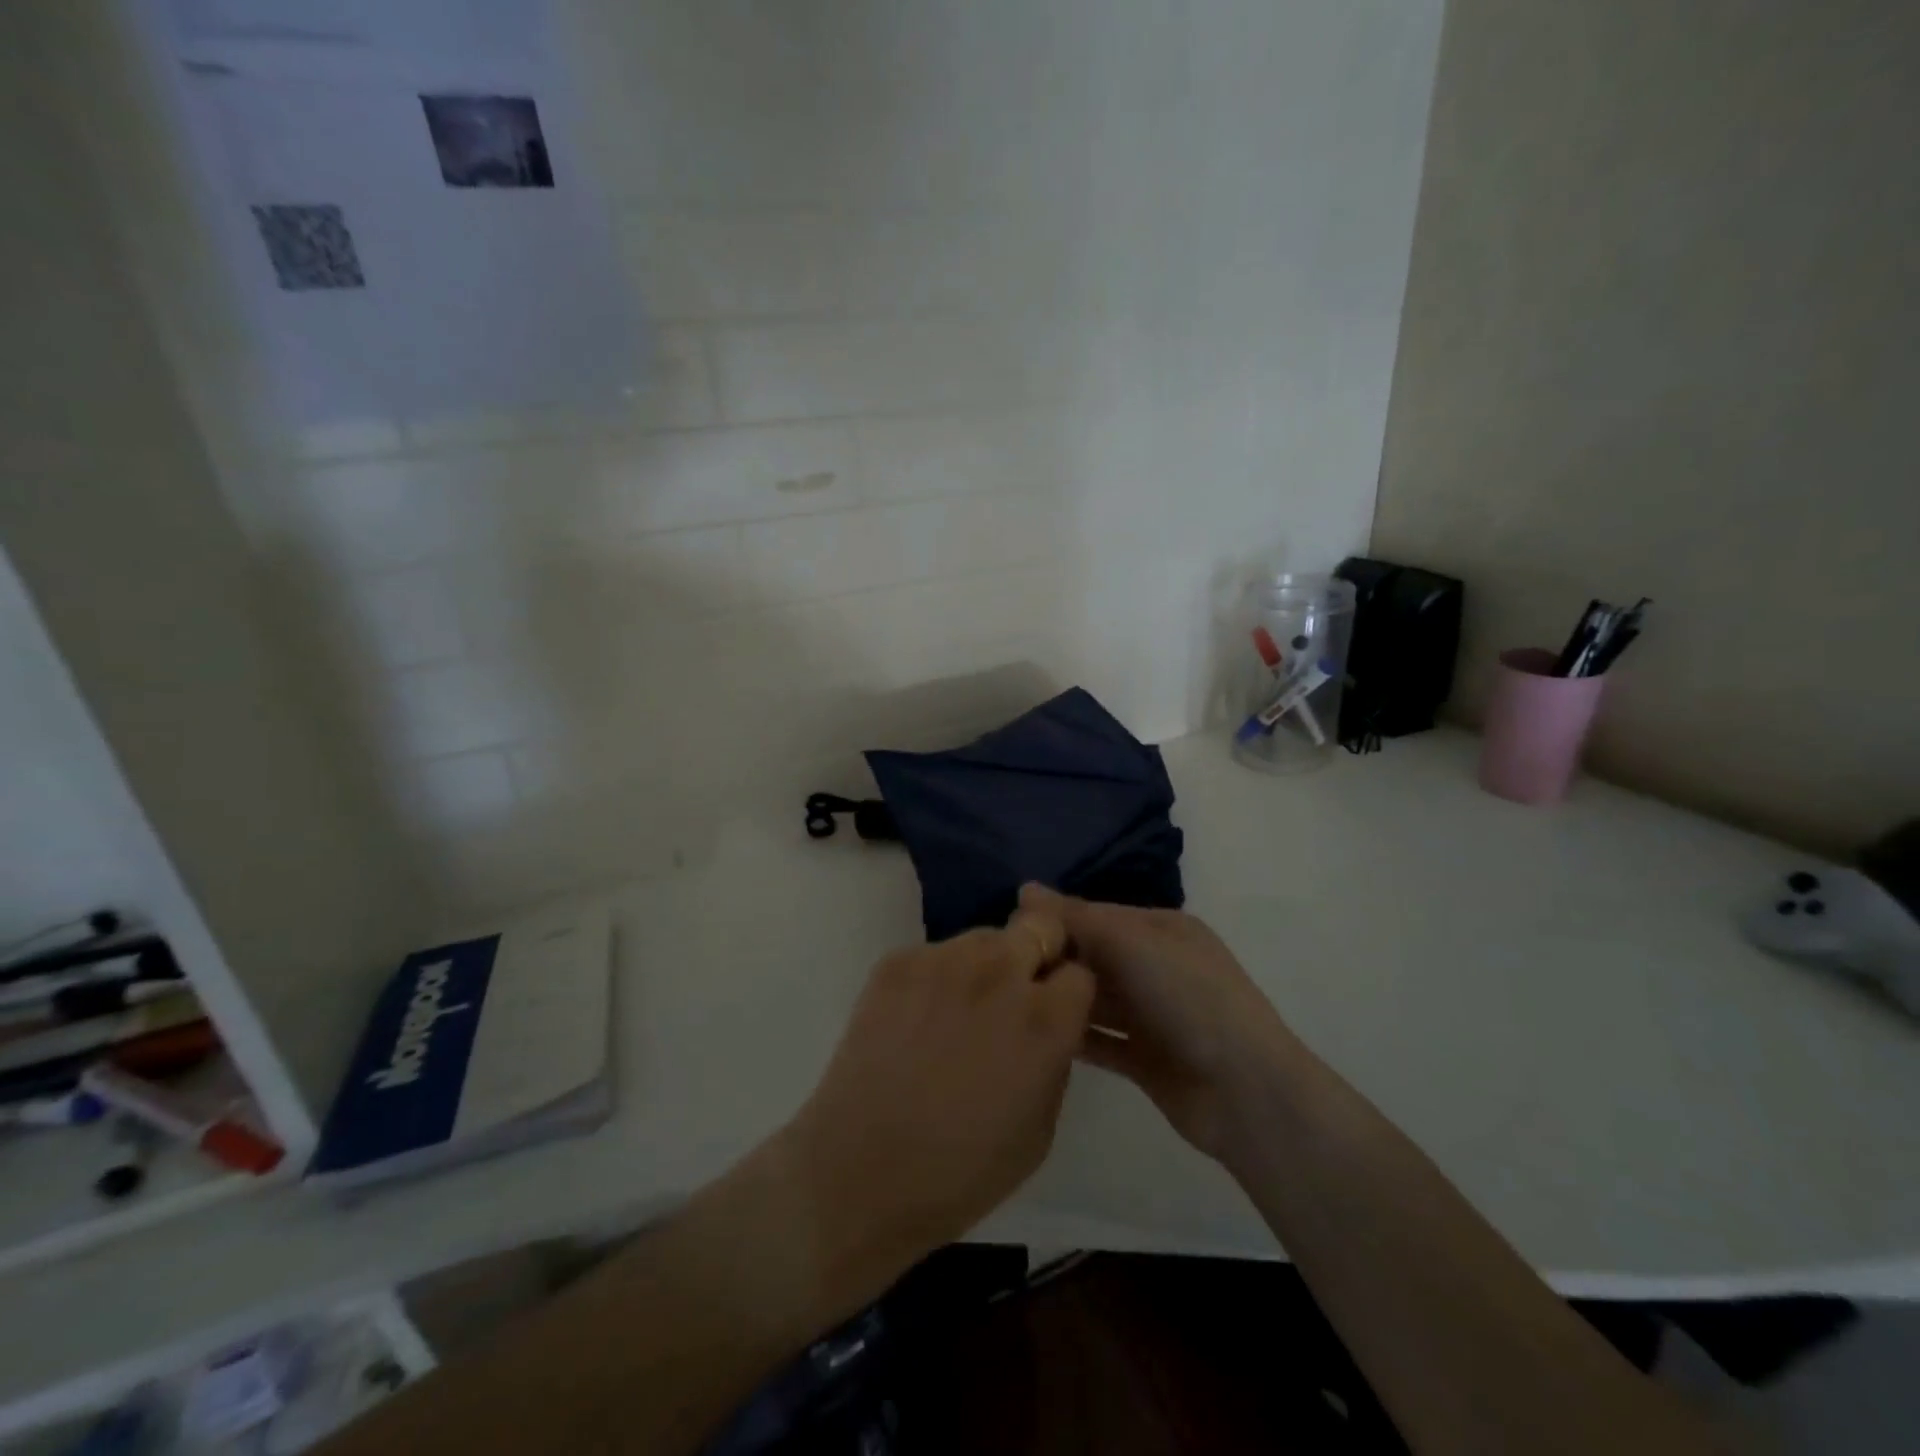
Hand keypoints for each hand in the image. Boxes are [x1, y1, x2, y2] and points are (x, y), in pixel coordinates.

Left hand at [778, 909, 1093, 1297]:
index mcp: (1044, 1018)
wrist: (858, 1172)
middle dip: (1038, 955)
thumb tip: (1048, 1025)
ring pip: (984, 938)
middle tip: (1015, 996)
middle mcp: (999, 973)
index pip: (1079, 972)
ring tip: (959, 1012)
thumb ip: (1054, 1058)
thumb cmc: (960, 1172)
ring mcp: (943, 959)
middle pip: (1039, 927)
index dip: (1069, 993)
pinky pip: (935, 954)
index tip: (1055, 1011)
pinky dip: (938, 977)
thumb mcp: (1040, 1129)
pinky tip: (917, 1020)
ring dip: (987, 965)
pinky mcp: (897, 961)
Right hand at [1020, 883, 1296, 1163]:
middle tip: (999, 968)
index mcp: (1162, 929)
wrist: (1245, 1091)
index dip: (1056, 919)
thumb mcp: (1132, 943)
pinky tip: (1034, 1035)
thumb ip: (1078, 918)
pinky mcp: (1145, 1059)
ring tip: (1008, 1001)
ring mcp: (1153, 1015)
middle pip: (1095, 955)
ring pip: (1096, 999)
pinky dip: (1074, 1036)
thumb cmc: (1188, 997)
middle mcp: (1157, 966)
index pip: (1097, 914)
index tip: (1008, 929)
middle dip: (1056, 958)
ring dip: (1062, 997)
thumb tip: (1025, 888)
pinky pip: (1101, 1041)